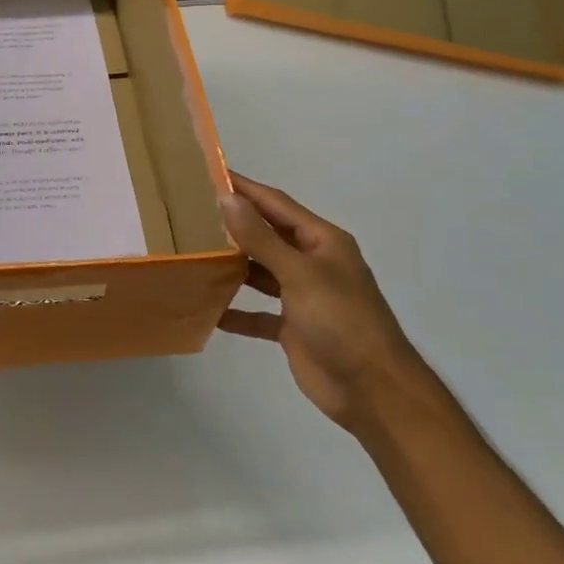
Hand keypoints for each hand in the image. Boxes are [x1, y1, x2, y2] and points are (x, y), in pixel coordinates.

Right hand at [217, 172, 416, 427]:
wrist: (372, 390)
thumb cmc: (340, 320)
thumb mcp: (299, 273)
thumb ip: (261, 238)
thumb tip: (227, 198)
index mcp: (322, 241)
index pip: (276, 204)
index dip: (245, 189)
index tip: (209, 173)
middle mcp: (312, 262)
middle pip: (267, 236)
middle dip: (234, 225)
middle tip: (190, 213)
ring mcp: (303, 296)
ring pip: (260, 272)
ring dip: (232, 266)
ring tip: (192, 254)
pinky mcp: (293, 327)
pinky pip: (258, 313)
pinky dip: (236, 311)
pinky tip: (208, 310)